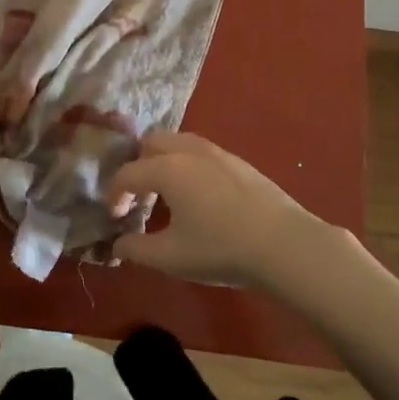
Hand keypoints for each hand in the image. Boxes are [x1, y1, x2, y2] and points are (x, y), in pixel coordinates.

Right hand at [108, 133, 337, 288]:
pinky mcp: (238, 161)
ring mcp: (216, 152)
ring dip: (163, 162)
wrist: (284, 244)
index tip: (115, 217)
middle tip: (140, 198)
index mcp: (167, 169)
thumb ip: (137, 249)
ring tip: (167, 194)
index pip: (127, 173)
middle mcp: (188, 151)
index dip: (115, 194)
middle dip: (138, 166)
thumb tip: (118, 244)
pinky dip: (187, 164)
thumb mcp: (171, 257)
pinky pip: (200, 152)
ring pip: (178, 142)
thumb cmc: (221, 249)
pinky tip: (198, 195)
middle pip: (150, 144)